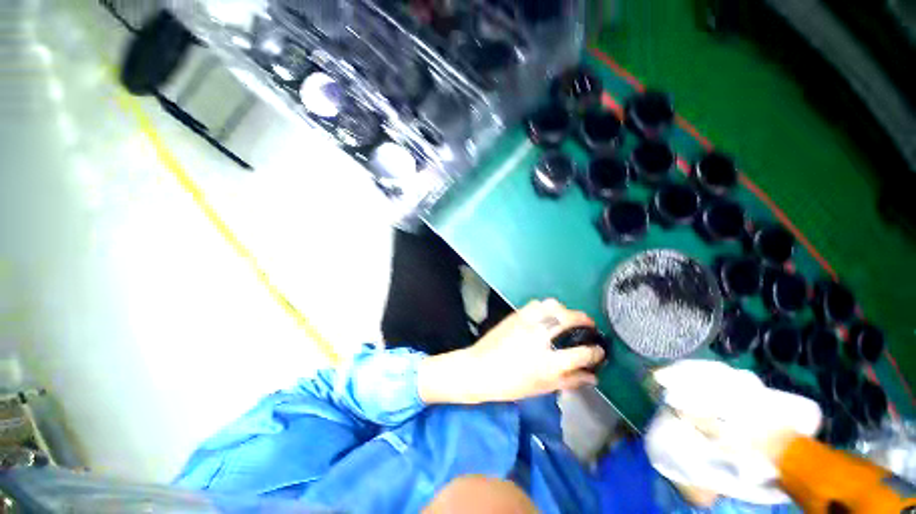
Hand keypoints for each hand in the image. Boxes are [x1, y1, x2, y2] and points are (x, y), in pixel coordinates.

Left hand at [418, 299, 604, 404]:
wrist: (480, 368)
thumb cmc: (511, 384)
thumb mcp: (543, 387)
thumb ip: (570, 380)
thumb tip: (593, 376)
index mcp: (551, 361)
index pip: (584, 353)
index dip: (597, 352)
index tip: (599, 351)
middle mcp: (543, 336)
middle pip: (574, 319)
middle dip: (587, 323)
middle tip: (588, 329)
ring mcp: (529, 322)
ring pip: (556, 306)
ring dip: (567, 312)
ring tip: (567, 321)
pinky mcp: (517, 314)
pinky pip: (538, 303)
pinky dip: (547, 307)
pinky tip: (546, 316)